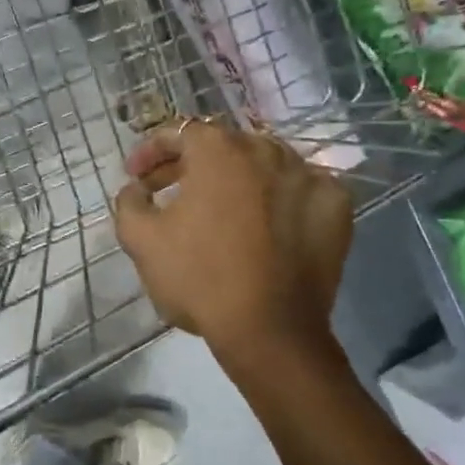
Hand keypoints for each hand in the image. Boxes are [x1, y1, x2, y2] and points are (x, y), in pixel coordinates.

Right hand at [113, 119, 352, 367]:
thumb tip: (136, 188)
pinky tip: (268, 220)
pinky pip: (302, 188)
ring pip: (264, 164)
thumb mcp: (141, 240)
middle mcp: (265, 150)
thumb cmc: (200, 278)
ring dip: (237, 178)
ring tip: (220, 206)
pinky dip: (281, 197)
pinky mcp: (335, 205)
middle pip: (222, 147)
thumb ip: (129, 202)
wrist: (271, 331)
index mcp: (218, 150)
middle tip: (169, 192)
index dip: (150, 152)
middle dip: (190, 165)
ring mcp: (307, 175)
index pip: (178, 133)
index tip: (136, 177)